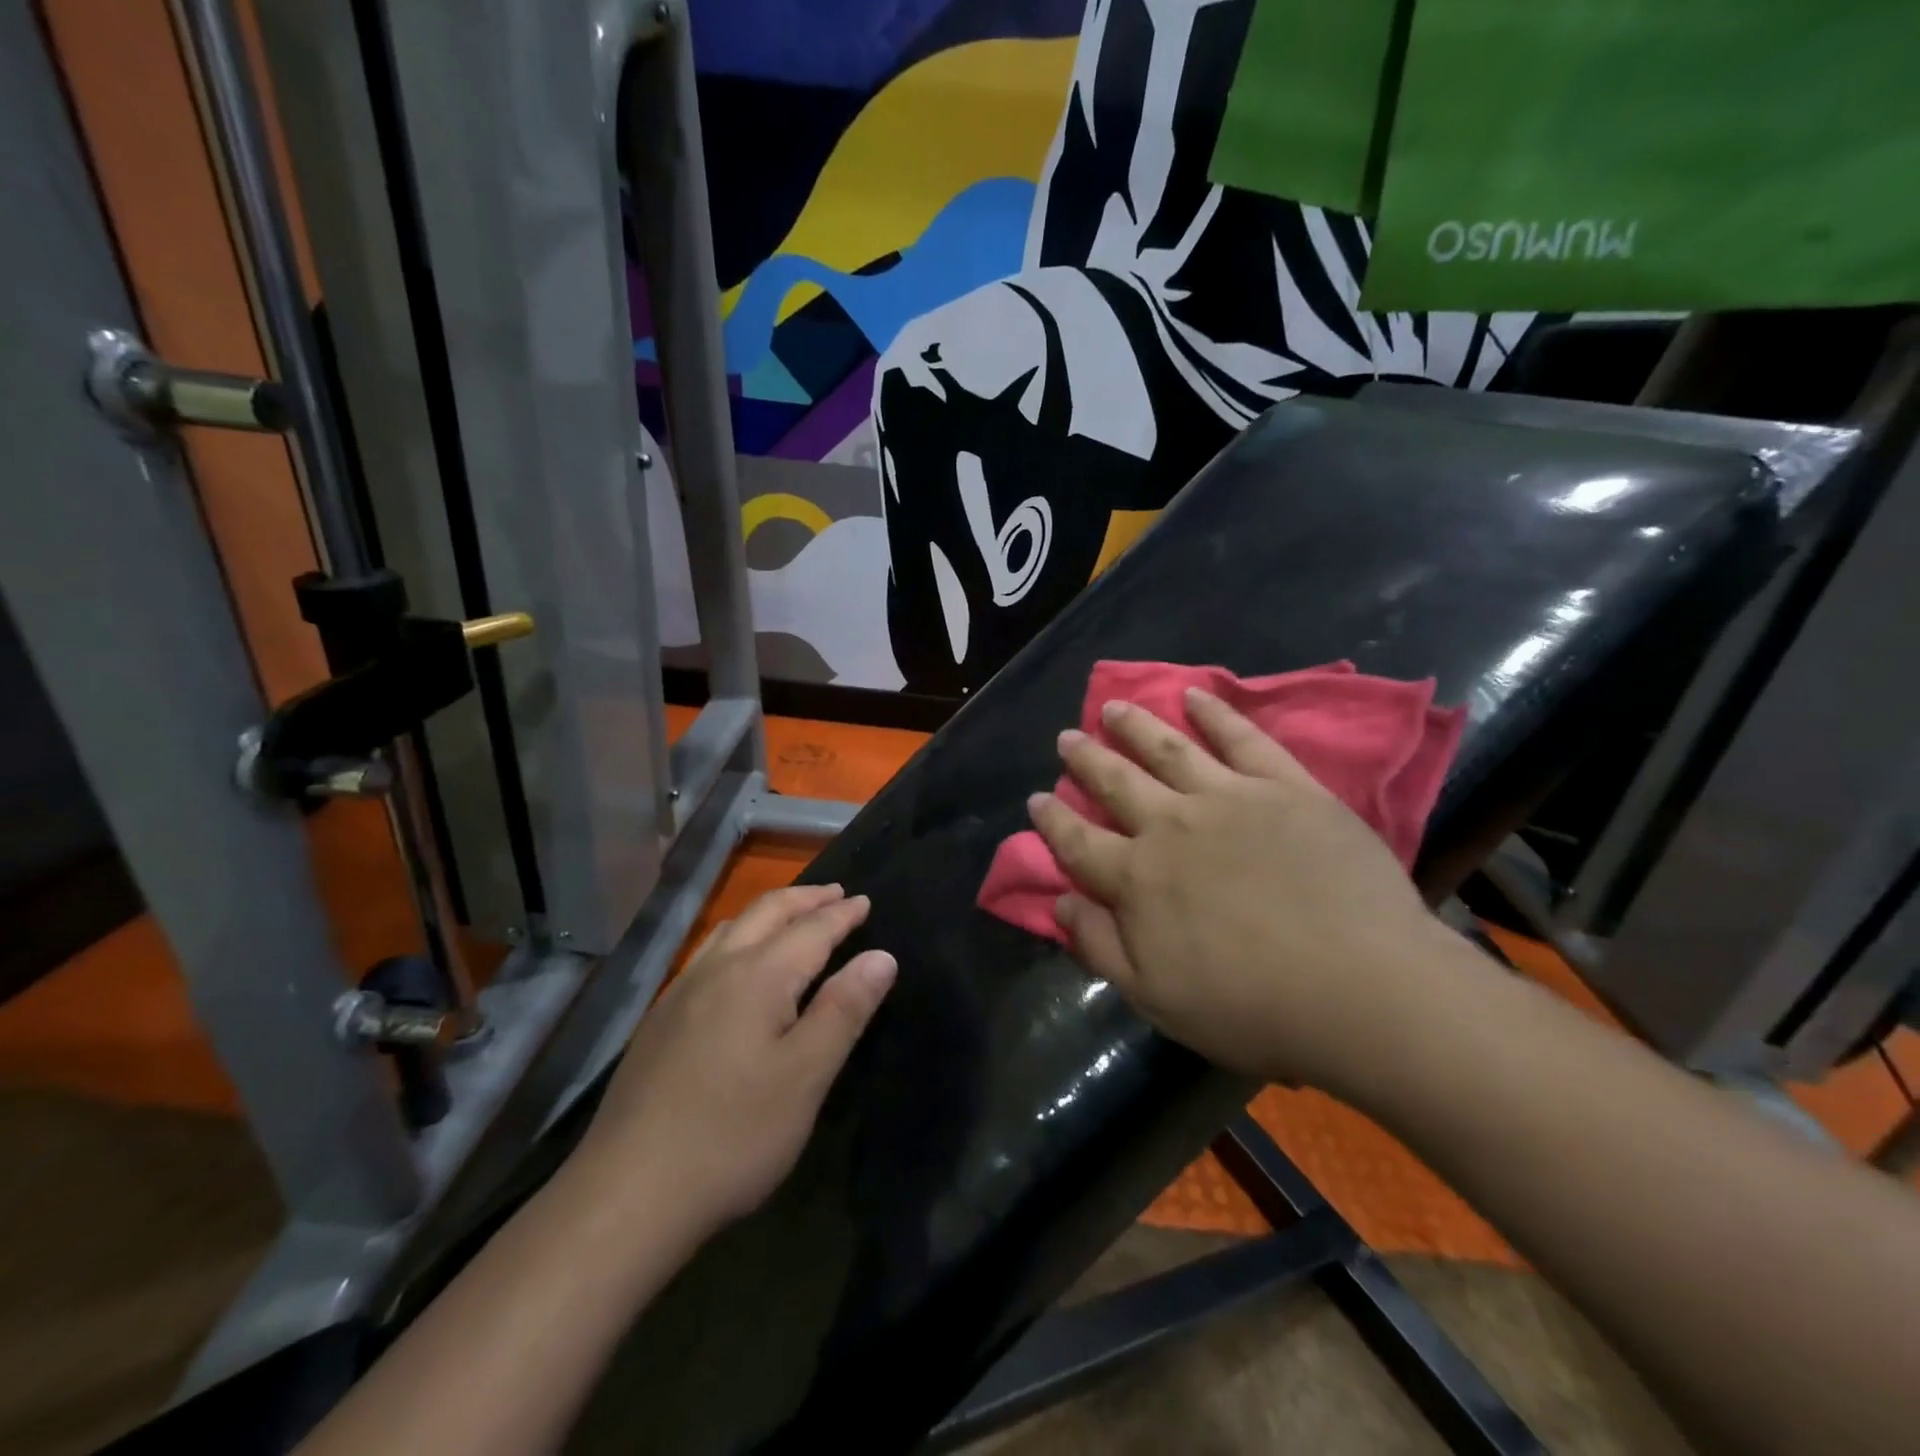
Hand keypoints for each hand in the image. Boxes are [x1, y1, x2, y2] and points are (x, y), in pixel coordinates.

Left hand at [575, 884, 896, 1230]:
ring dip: (769, 913)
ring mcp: (680, 992)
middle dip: (805, 899)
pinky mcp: (658, 1020)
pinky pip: (708, 954)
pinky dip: (739, 937)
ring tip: (792, 916)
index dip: (842, 914)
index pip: (811, 929)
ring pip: (731, 928)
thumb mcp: (806, 1076)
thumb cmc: (733, 1135)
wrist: (627, 1194)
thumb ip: (844, 1010)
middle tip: (836, 893)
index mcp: (758, 976)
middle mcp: (717, 969)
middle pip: (766, 913)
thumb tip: (880, 956)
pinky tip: (737, 964)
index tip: (865, 901)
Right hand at [1028, 689, 1467, 1092]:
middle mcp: (1171, 825)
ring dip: (1135, 725)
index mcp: (1137, 878)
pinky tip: (1195, 695)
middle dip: (1086, 758)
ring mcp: (1229, 798)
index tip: (1036, 798)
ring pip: (1169, 749)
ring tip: (1113, 706)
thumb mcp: (1155, 997)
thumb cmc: (1252, 1007)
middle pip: (1117, 782)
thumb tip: (1059, 903)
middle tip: (1066, 737)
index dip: (1053, 820)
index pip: (1079, 842)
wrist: (1363, 989)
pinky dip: (1215, 713)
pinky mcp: (1285, 787)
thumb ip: (1099, 945)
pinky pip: (1242, 739)